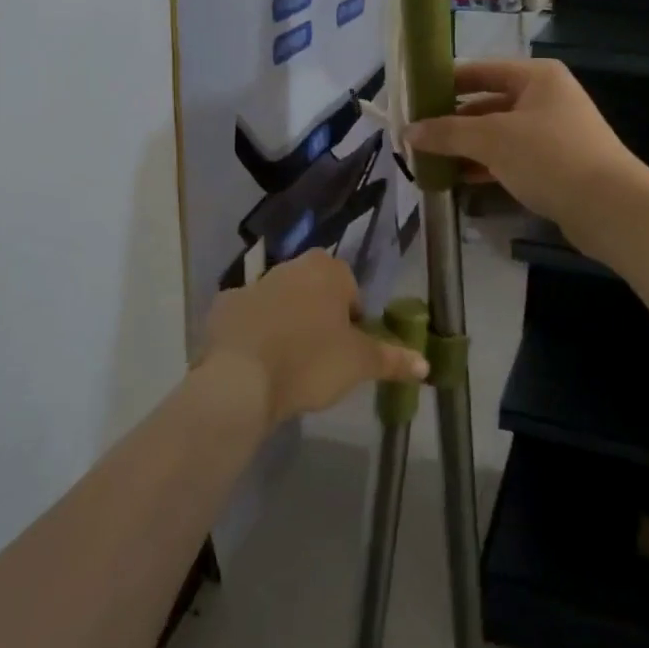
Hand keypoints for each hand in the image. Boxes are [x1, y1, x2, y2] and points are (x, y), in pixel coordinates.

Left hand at [200, 250, 428, 427]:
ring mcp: (252, 285)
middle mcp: (290, 267)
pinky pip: (247, 318)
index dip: (352, 319)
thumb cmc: (310, 362)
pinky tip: (254, 363)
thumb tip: (426, 364)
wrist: (240, 381)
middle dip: (319, 317)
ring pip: (280, 302)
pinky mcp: (222, 308)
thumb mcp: (359, 364)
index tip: (348, 348)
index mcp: (327, 270)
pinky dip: (252, 334)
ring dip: (286, 323)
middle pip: (314, 290)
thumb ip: (393, 359)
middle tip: (322, 357)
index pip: (350, 288)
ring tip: (288, 364)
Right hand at [407, 59, 648, 245]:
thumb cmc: (550, 157)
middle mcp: (545, 98)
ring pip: (497, 134)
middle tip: (415, 136)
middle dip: (452, 122)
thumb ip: (448, 133)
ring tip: (428, 160)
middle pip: (487, 103)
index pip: (479, 71)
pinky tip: (457, 180)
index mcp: (536, 77)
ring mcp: (552, 132)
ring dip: (465, 147)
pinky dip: (484, 166)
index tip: (412, 99)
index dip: (445, 84)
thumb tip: (408, 132)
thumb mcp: (493, 139)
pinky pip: (510, 158)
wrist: (610, 207)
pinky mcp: (554, 164)